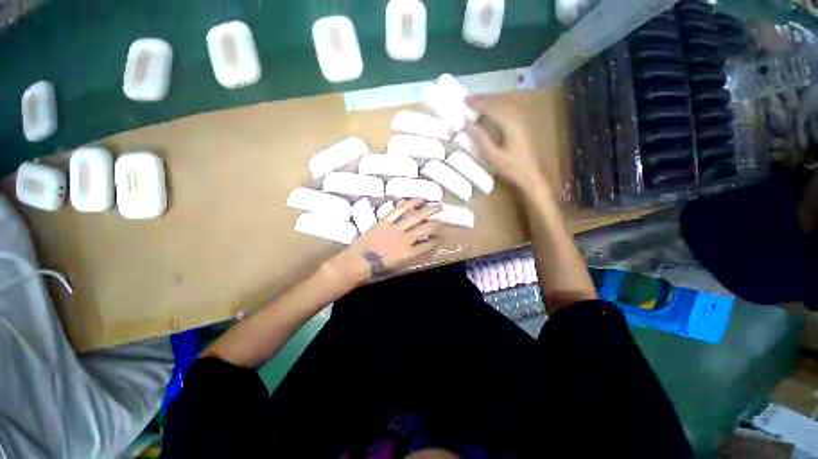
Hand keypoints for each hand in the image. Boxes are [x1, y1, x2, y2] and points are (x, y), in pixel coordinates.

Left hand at [323, 199, 443, 285]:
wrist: (358, 261)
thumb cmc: (378, 267)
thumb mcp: (399, 265)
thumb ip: (413, 256)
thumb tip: (426, 248)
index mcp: (409, 253)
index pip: (429, 245)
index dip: (438, 240)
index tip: (441, 237)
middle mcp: (405, 239)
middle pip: (426, 228)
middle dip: (438, 223)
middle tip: (444, 219)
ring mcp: (395, 228)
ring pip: (416, 216)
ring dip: (429, 210)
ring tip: (438, 206)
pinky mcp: (385, 221)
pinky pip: (399, 210)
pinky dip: (410, 203)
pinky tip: (418, 200)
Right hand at [466, 96, 545, 191]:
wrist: (530, 176)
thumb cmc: (512, 169)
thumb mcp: (494, 158)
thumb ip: (482, 141)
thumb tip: (470, 126)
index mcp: (511, 126)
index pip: (493, 109)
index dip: (479, 103)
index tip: (465, 100)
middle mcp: (517, 119)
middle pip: (500, 102)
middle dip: (484, 98)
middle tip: (469, 97)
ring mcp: (521, 121)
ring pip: (505, 103)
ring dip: (491, 100)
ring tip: (478, 100)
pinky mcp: (522, 125)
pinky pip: (509, 108)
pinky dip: (498, 105)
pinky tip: (492, 107)